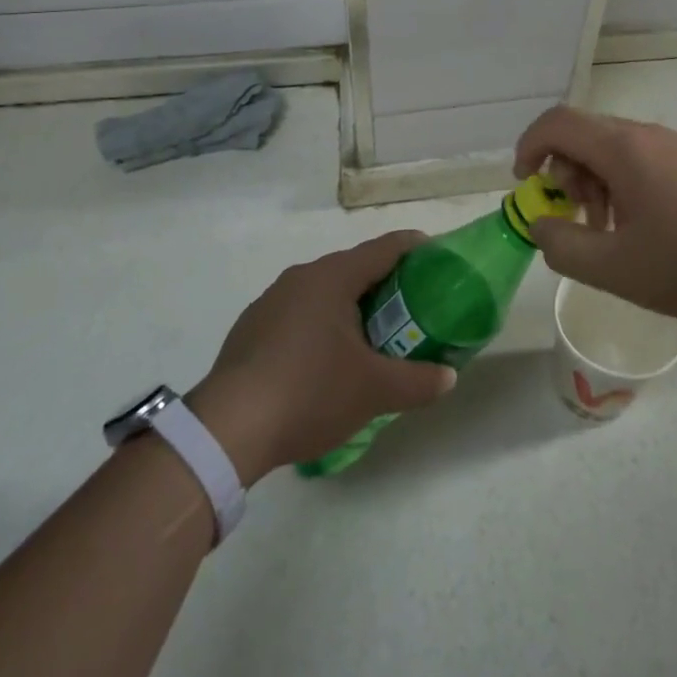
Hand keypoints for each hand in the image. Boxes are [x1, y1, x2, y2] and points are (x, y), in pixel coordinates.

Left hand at [188, 233, 455, 482]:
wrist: (228, 428)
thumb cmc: (310, 392)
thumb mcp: (374, 391)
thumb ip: (417, 381)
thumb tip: (448, 377)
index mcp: (333, 277)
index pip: (384, 248)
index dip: (414, 248)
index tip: (437, 256)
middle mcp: (301, 277)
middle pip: (354, 268)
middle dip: (385, 283)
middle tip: (412, 307)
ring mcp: (272, 300)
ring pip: (324, 292)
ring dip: (351, 306)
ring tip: (373, 336)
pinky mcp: (252, 327)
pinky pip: (299, 313)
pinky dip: (322, 324)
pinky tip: (325, 360)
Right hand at [513, 105, 676, 325]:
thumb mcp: (618, 268)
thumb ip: (564, 246)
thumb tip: (542, 224)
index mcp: (622, 149)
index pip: (557, 123)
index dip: (528, 147)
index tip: (525, 185)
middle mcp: (647, 135)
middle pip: (584, 135)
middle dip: (564, 174)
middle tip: (576, 220)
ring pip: (614, 150)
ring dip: (595, 183)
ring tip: (610, 233)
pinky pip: (643, 162)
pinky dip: (624, 187)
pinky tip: (646, 232)